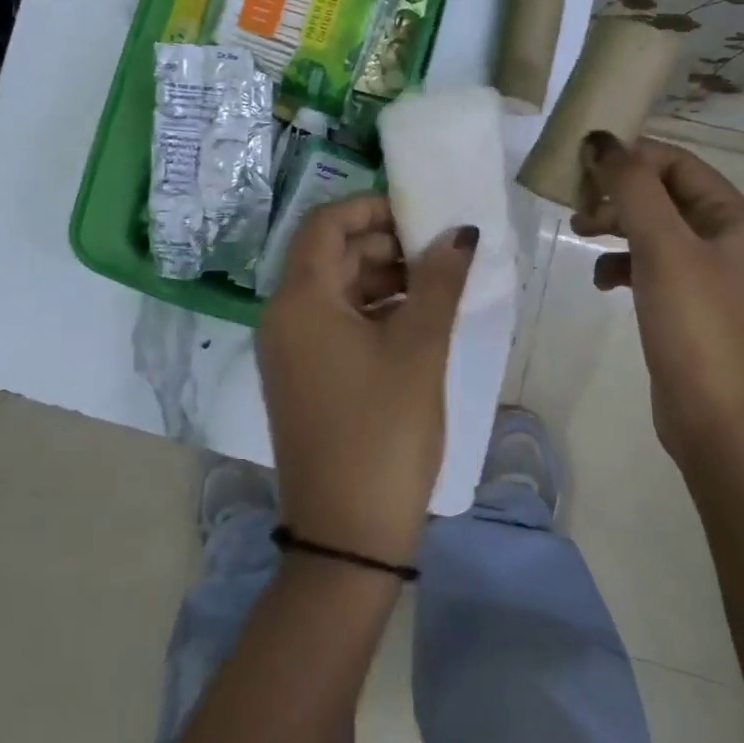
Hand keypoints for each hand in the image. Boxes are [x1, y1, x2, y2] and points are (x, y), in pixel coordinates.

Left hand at [256, 195, 476, 564]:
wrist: (347, 535)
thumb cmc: (384, 432)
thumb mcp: (419, 349)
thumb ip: (438, 281)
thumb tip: (459, 232)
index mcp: (300, 300)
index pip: (325, 223)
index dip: (371, 207)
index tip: (421, 214)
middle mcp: (284, 317)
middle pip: (330, 254)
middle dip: (384, 243)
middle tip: (440, 252)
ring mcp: (290, 350)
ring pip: (335, 290)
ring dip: (383, 278)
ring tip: (437, 285)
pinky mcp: (304, 376)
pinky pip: (335, 323)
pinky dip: (372, 312)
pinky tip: (416, 321)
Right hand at [574, 132, 743, 462]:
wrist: (713, 418)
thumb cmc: (695, 325)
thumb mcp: (662, 247)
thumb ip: (632, 188)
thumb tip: (601, 139)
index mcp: (737, 219)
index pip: (679, 164)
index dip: (632, 157)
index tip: (584, 164)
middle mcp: (729, 240)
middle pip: (664, 195)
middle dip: (619, 194)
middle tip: (577, 205)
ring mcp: (708, 274)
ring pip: (652, 229)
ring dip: (615, 226)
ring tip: (580, 234)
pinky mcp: (686, 304)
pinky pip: (649, 265)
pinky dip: (621, 264)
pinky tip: (601, 281)